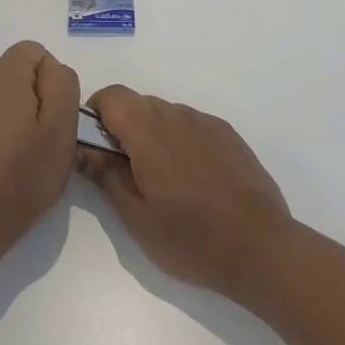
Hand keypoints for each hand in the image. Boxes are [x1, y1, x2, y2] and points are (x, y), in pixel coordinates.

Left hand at [0, 41, 80, 266]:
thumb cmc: (23, 175)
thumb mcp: (61, 127)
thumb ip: (62, 84)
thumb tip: (52, 70)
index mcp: (4, 74)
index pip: (35, 51)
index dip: (52, 80)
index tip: (55, 116)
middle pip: (14, 73)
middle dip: (32, 96)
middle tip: (42, 138)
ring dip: (10, 115)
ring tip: (19, 155)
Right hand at [75, 85, 293, 299]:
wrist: (261, 249)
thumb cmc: (190, 238)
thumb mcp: (136, 216)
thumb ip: (106, 175)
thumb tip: (83, 149)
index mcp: (149, 131)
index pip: (112, 96)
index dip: (96, 113)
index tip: (95, 147)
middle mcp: (178, 116)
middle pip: (138, 103)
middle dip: (123, 127)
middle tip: (125, 172)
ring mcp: (207, 123)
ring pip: (166, 114)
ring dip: (153, 135)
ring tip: (162, 181)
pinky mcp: (229, 136)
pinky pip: (192, 126)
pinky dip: (180, 141)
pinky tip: (192, 181)